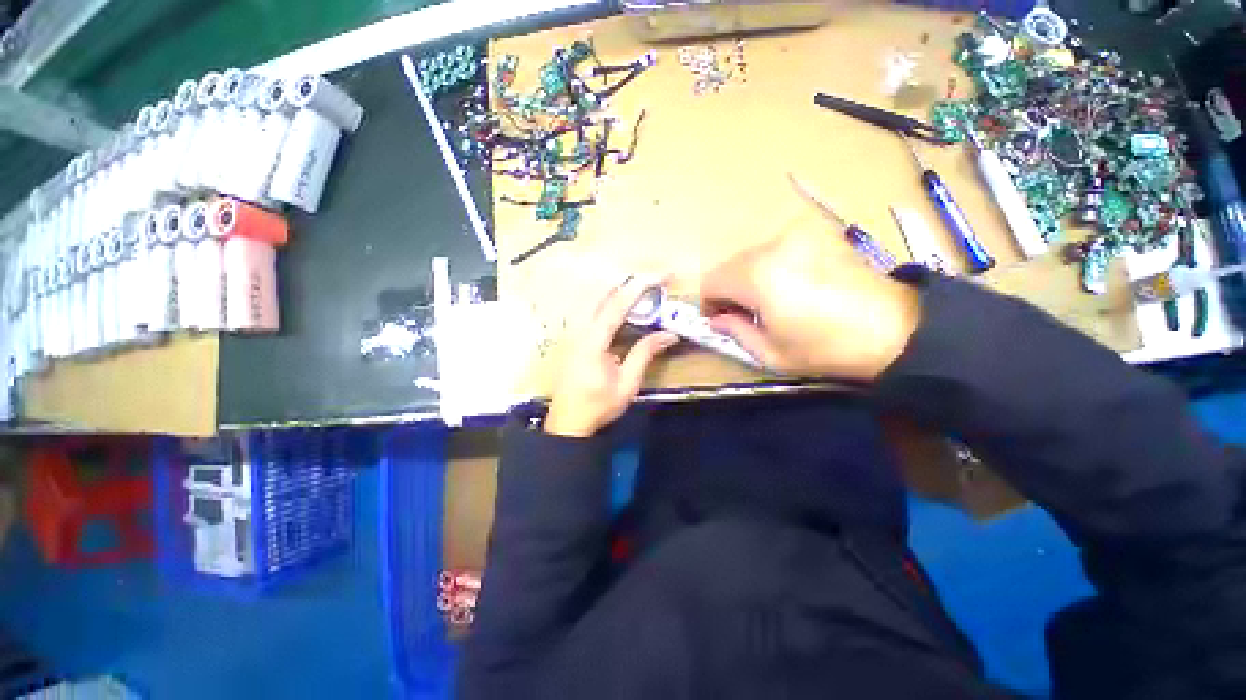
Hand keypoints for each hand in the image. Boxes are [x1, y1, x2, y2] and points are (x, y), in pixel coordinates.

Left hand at [545, 277, 679, 437]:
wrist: (568, 422)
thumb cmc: (599, 405)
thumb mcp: (627, 383)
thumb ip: (645, 353)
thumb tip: (669, 333)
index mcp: (593, 340)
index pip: (618, 303)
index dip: (641, 285)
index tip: (662, 275)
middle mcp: (579, 328)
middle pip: (602, 291)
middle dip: (629, 281)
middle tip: (654, 281)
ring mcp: (572, 331)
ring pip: (593, 296)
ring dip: (617, 287)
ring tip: (640, 289)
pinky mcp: (572, 336)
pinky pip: (589, 307)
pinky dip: (607, 299)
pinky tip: (618, 305)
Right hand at [700, 230, 920, 379]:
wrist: (893, 327)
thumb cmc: (825, 348)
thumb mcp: (771, 353)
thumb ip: (734, 331)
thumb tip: (717, 319)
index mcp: (756, 277)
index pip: (710, 281)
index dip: (709, 303)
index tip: (720, 319)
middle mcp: (772, 246)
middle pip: (729, 265)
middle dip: (728, 289)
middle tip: (744, 313)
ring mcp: (796, 235)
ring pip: (751, 256)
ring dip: (748, 277)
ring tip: (769, 300)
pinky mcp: (816, 233)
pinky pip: (775, 249)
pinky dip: (770, 266)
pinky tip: (790, 285)